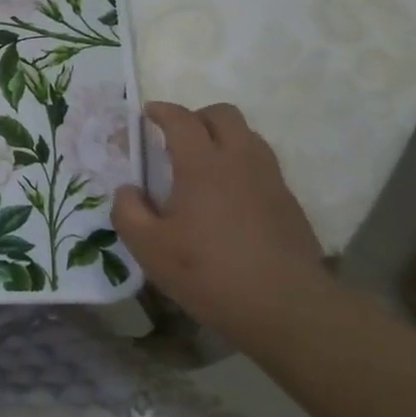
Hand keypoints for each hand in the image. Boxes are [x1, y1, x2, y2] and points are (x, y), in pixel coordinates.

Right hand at [112, 101, 329, 342]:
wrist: (284, 305)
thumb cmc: (207, 272)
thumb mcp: (149, 248)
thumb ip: (128, 212)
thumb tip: (128, 190)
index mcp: (203, 165)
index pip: (182, 120)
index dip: (162, 111)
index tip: (147, 112)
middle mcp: (240, 160)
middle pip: (223, 115)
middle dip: (196, 117)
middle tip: (175, 138)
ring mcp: (270, 179)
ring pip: (248, 136)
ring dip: (222, 137)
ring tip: (201, 164)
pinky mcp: (288, 201)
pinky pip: (261, 163)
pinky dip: (240, 163)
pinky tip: (226, 196)